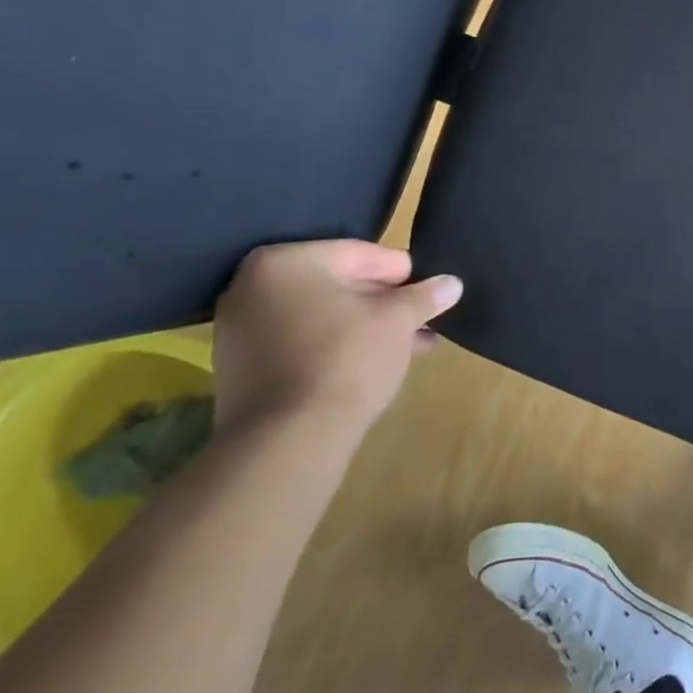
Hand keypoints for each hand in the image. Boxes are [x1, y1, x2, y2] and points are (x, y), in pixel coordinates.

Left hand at [212, 240, 462, 438]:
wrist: (288, 438)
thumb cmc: (346, 358)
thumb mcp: (398, 320)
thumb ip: (424, 296)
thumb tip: (452, 283)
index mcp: (285, 262)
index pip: (358, 254)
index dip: (401, 271)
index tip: (429, 289)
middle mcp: (252, 287)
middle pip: (336, 284)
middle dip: (384, 302)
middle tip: (422, 316)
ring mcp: (240, 330)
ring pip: (321, 316)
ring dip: (365, 326)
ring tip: (410, 344)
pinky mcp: (241, 368)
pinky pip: (300, 343)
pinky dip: (336, 347)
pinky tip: (375, 363)